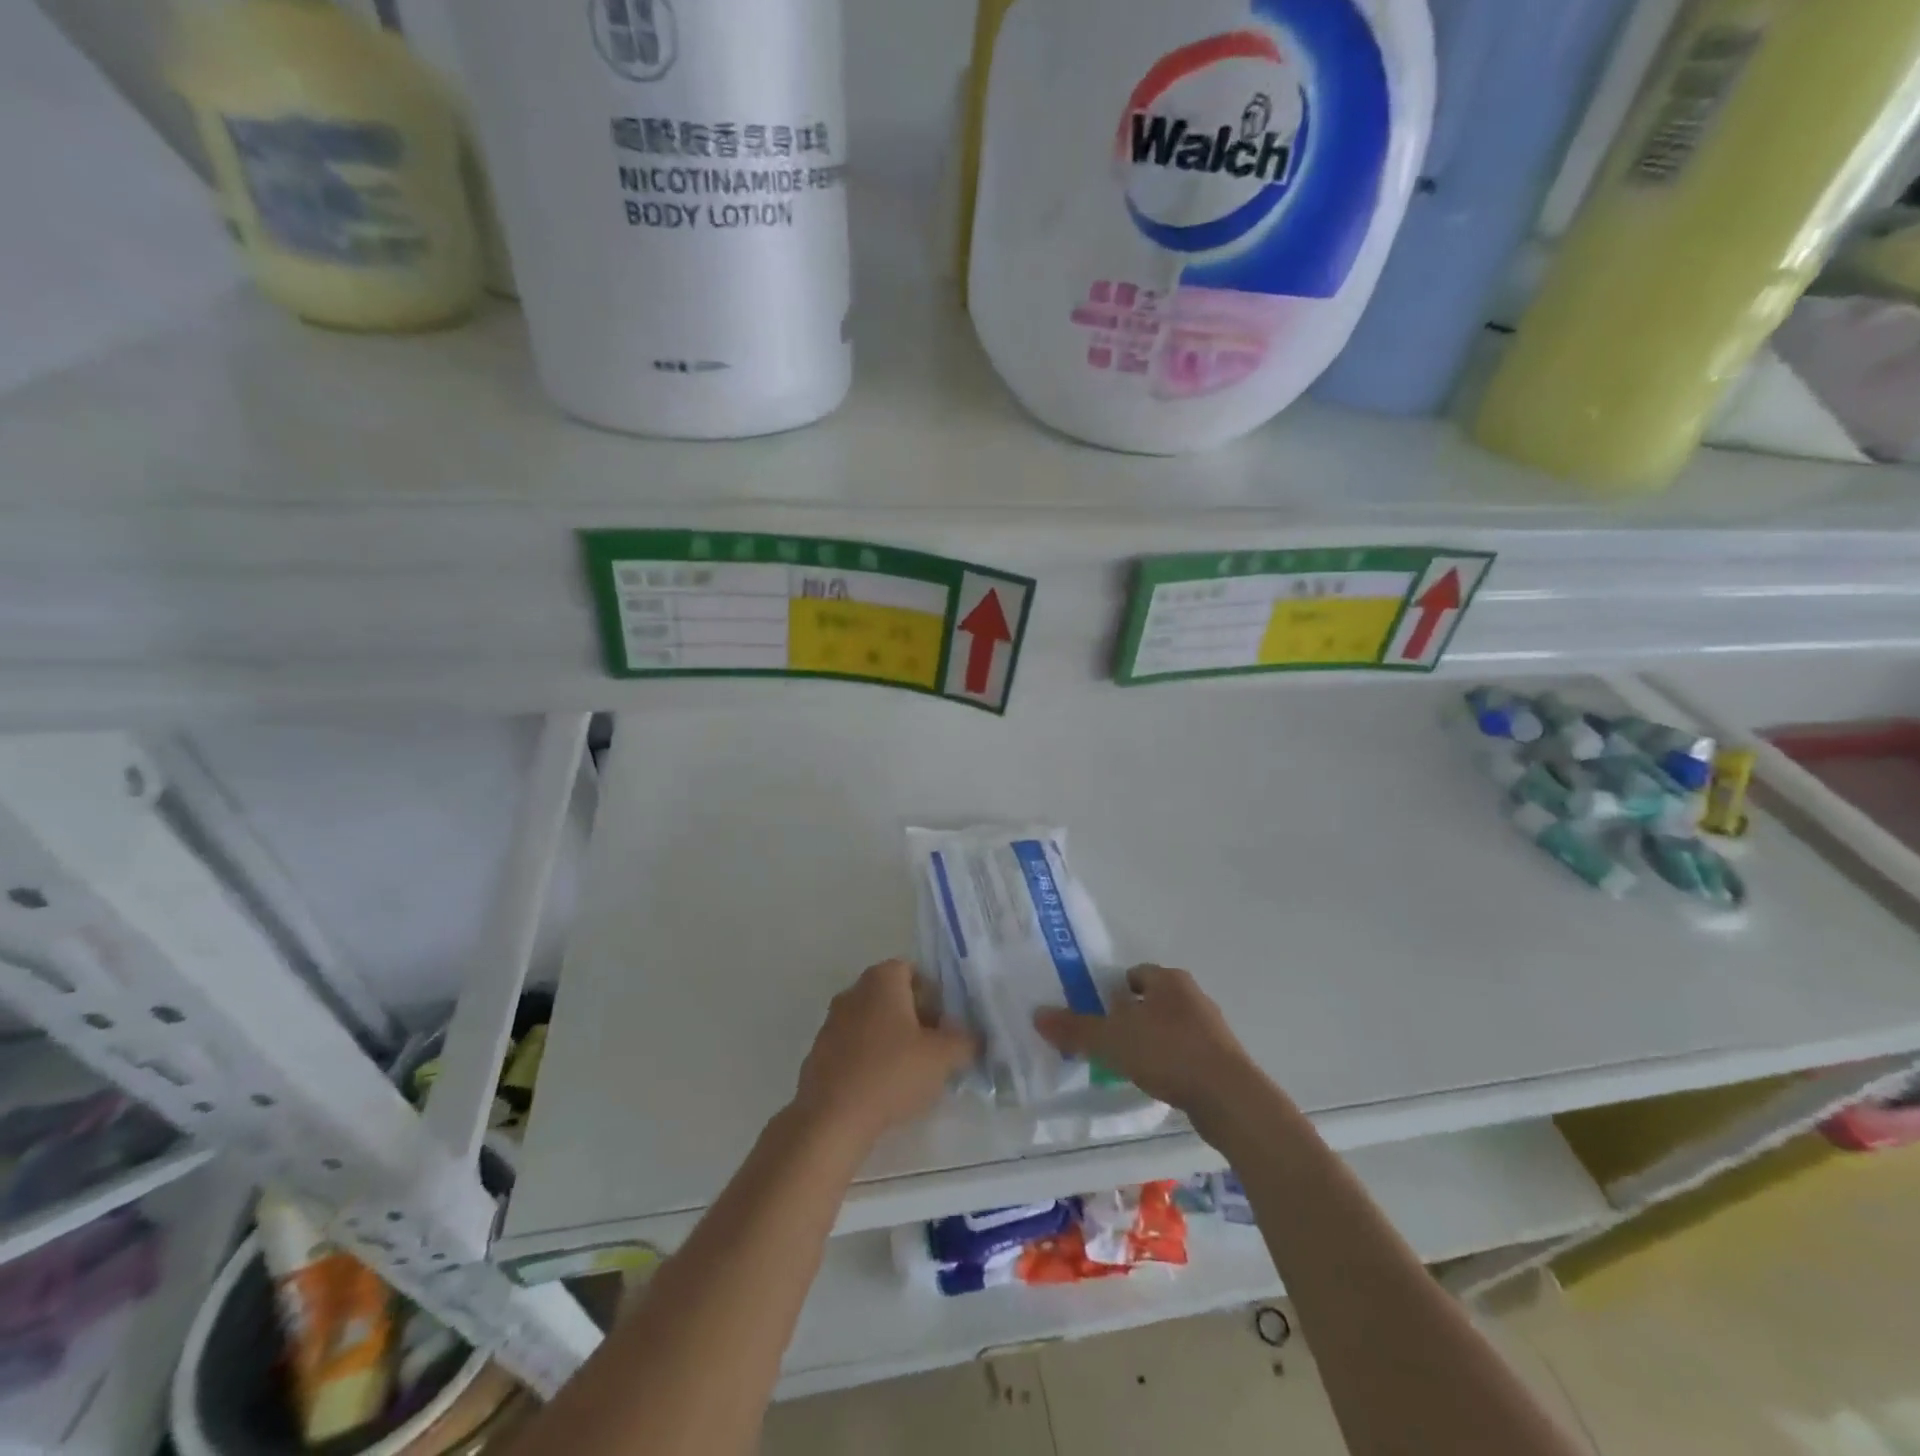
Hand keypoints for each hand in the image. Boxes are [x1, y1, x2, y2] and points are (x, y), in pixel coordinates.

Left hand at [792, 959, 980, 1147]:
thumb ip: (965, 1041)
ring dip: (893, 1040)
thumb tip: (974, 1037)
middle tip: (935, 1049)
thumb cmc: (892, 1073)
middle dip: (916, 1018)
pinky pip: (854, 1046)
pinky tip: (882, 1089)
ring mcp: (832, 1022)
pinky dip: (870, 1059)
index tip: (946, 1024)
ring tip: (911, 1073)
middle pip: (893, 996)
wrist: (832, 1118)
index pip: (913, 971)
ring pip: (873, 1022)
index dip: (934, 995)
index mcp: (882, 979)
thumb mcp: (943, 1057)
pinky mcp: (820, 1052)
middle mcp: (853, 991)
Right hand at [1033, 964, 1262, 1120]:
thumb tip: (1037, 1015)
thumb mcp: (1112, 1040)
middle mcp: (1192, 996)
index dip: (1111, 991)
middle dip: (1129, 1017)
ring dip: (1149, 1041)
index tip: (1095, 1013)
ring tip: (1127, 1065)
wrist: (1230, 1098)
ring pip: (1169, 1027)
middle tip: (1105, 1040)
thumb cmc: (1169, 1053)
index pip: (1133, 974)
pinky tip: (1156, 1082)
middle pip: (1151, 1000)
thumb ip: (1075, 1029)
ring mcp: (1210, 1028)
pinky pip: (1185, 1053)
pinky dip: (1168, 1063)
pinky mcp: (1221, 1059)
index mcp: (1168, 980)